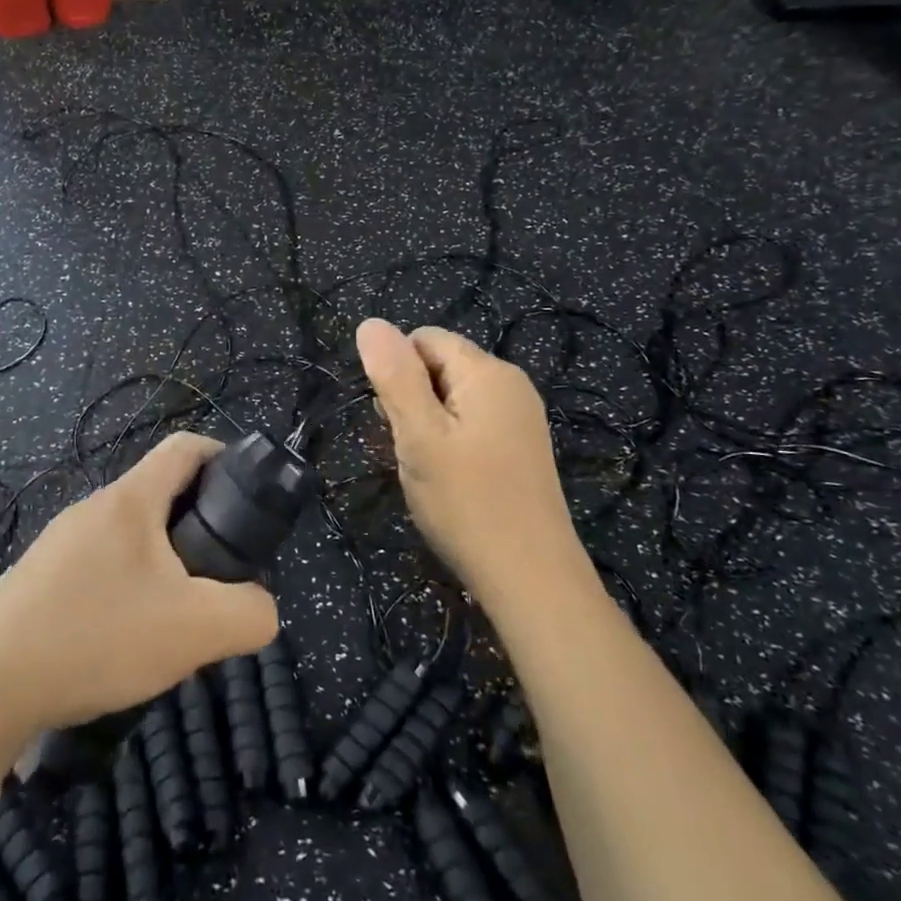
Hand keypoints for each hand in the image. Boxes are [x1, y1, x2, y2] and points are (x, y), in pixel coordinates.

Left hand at [0, 433, 279, 736]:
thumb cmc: (94, 636)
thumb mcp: (195, 629)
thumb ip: (250, 614)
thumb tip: (259, 608)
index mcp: (130, 501)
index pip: (184, 448)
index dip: (223, 456)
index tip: (247, 496)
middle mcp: (92, 510)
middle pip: (160, 497)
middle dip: (198, 529)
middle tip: (217, 579)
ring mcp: (59, 546)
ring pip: (129, 541)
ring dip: (161, 567)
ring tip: (173, 622)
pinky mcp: (36, 582)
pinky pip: (99, 572)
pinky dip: (126, 593)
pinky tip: (123, 644)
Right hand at [356, 318, 590, 613]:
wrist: (531, 577)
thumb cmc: (467, 502)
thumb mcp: (419, 436)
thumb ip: (394, 376)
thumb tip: (370, 323)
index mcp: (488, 371)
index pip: (424, 339)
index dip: (397, 372)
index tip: (394, 420)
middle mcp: (511, 384)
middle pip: (440, 366)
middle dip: (412, 400)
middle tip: (410, 450)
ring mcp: (520, 417)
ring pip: (453, 399)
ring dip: (428, 424)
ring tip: (428, 469)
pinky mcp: (521, 447)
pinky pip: (472, 423)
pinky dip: (450, 442)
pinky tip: (450, 479)